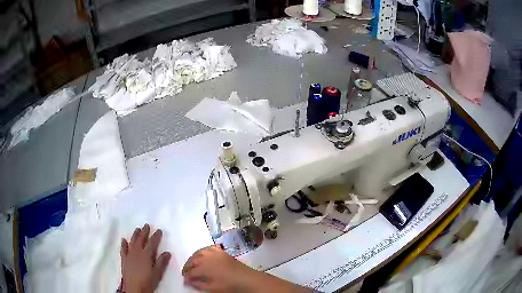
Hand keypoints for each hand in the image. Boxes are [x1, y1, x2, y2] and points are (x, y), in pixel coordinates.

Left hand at [120, 224, 170, 292]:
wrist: (134, 288)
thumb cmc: (148, 282)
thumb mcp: (157, 274)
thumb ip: (162, 263)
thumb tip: (167, 252)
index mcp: (146, 255)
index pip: (152, 243)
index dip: (156, 236)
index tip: (159, 230)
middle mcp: (137, 252)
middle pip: (141, 239)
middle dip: (144, 232)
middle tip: (146, 225)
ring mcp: (129, 255)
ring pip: (132, 242)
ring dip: (135, 235)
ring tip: (137, 229)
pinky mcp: (124, 259)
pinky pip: (123, 249)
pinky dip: (124, 243)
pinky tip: (124, 239)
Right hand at [182, 246, 256, 291]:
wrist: (247, 279)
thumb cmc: (229, 285)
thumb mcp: (212, 288)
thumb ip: (199, 284)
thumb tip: (190, 281)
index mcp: (204, 267)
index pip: (191, 272)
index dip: (187, 277)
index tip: (185, 281)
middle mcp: (207, 257)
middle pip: (193, 261)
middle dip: (188, 267)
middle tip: (186, 273)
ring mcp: (215, 253)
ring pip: (199, 253)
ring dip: (193, 258)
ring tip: (191, 264)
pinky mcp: (222, 252)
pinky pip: (208, 248)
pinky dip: (203, 251)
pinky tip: (202, 255)